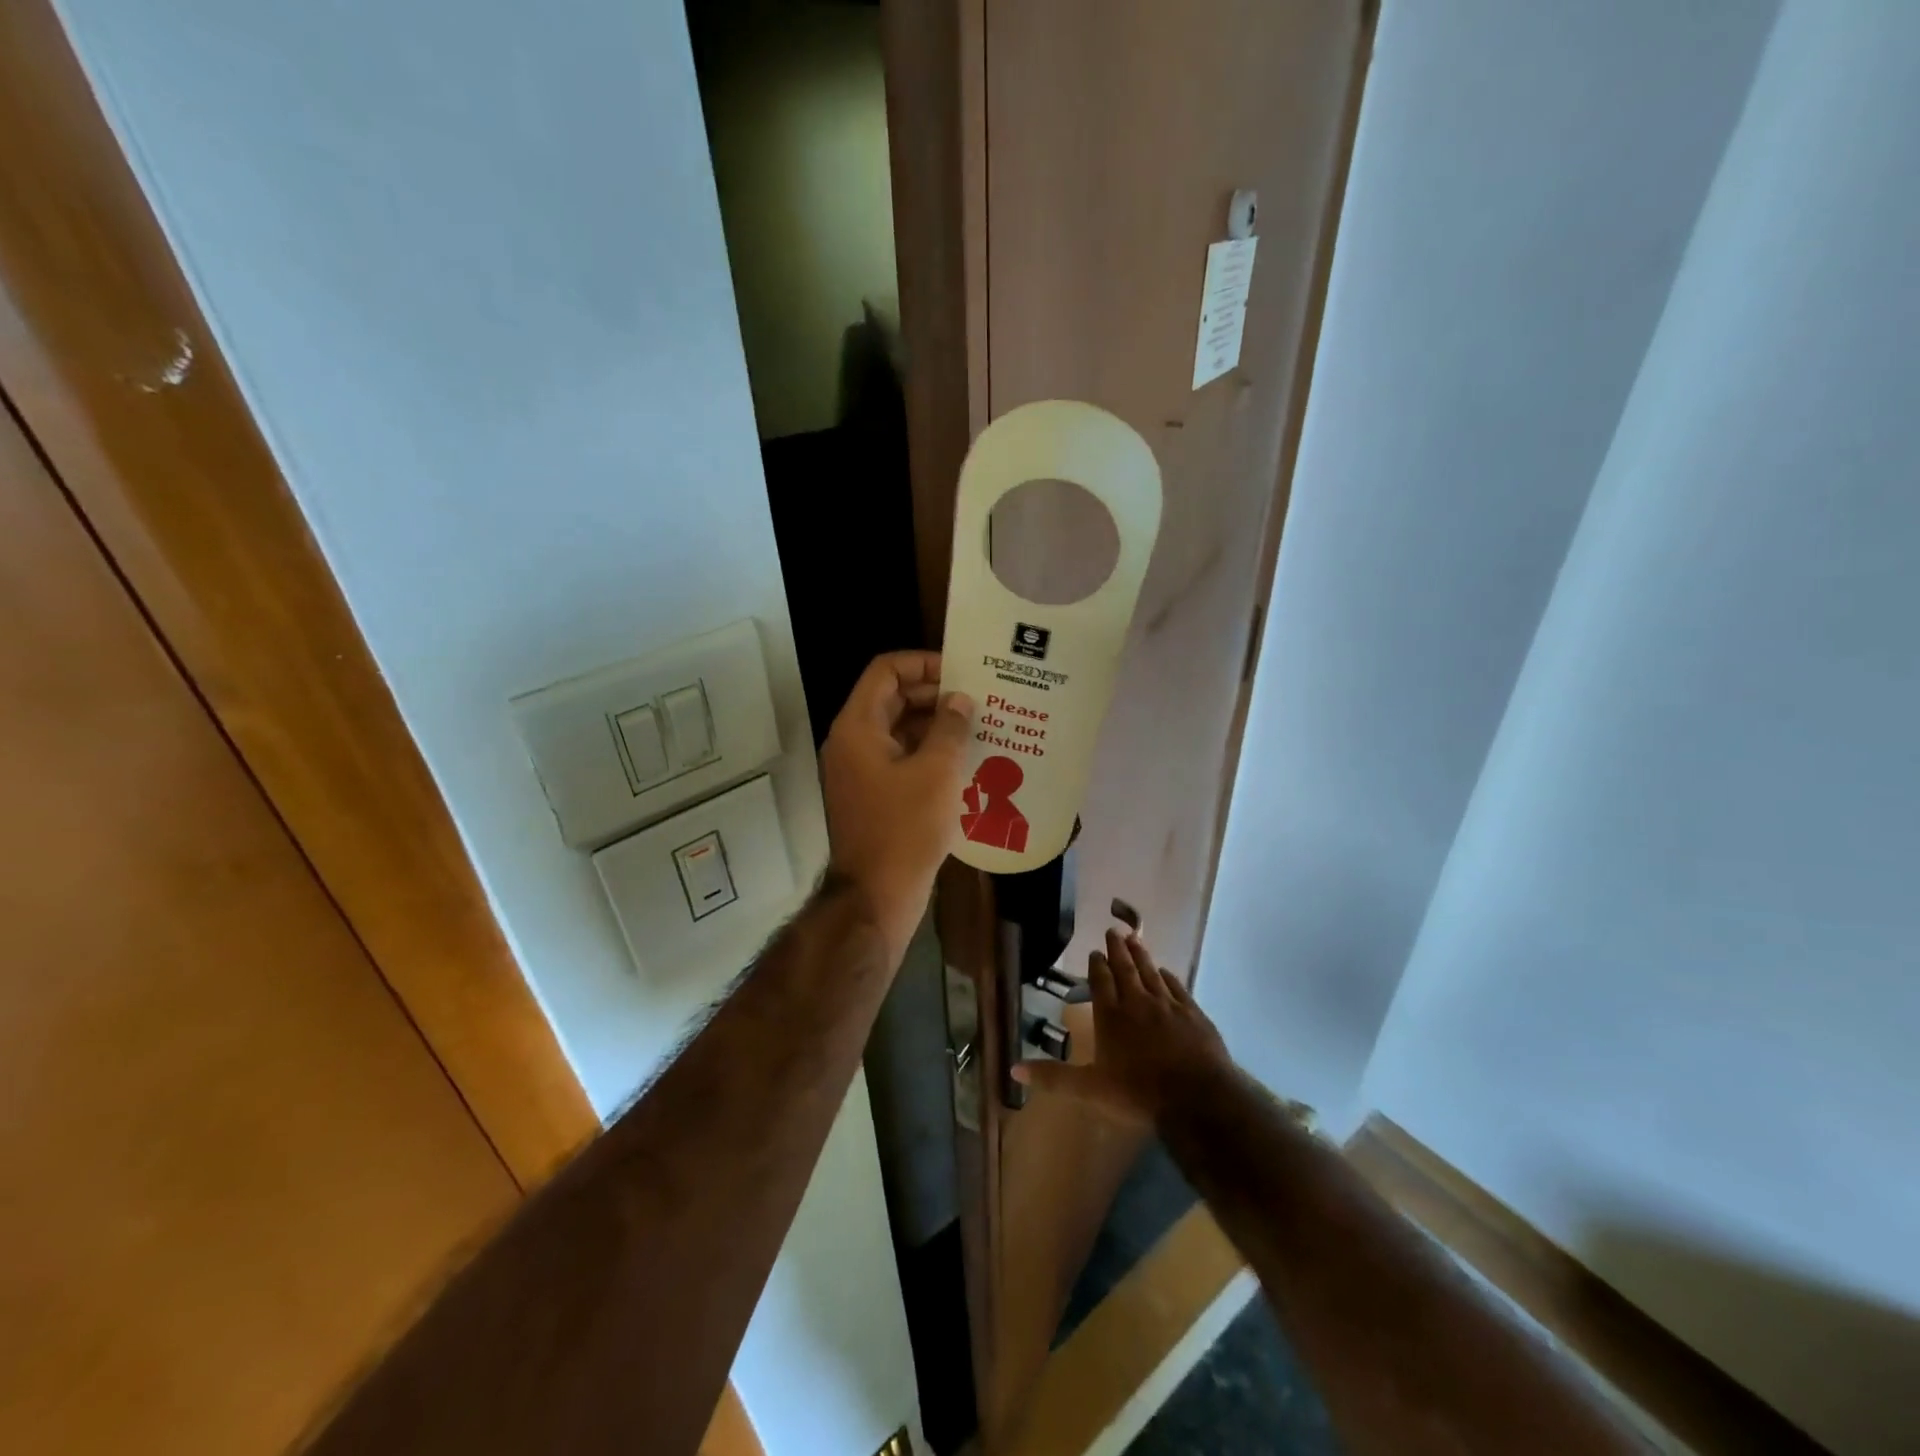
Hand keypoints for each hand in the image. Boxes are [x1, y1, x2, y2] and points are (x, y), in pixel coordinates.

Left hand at [820, 651, 972, 964]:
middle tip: (977, 699)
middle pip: (892, 699)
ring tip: (978, 727)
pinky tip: (964, 762)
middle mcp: (852, 742)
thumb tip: (959, 700)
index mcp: (858, 727)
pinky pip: (900, 760)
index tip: (961, 672)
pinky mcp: (872, 796)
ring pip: (898, 731)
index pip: (885, 671)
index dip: (922, 663)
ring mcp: (860, 771)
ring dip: (935, 726)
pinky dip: (928, 754)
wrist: (876, 895)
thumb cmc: (905, 828)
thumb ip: (950, 727)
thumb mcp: (937, 772)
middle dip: (934, 695)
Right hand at [1014, 926, 1232, 1126]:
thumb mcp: (1090, 1090)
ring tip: (1134, 939)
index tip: (1094, 950)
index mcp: (1111, 1017)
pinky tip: (1165, 970)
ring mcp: (1168, 1006)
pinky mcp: (1193, 1014)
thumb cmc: (1139, 1095)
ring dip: (1141, 955)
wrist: (1197, 1099)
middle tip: (1113, 930)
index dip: (1096, 965)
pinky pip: (1177, 987)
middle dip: (1118, 950)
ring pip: (1151, 972)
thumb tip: (1014, 1068)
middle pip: (1126, 969)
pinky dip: (1168, 976)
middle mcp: (1138, 1003)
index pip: (1101, 982)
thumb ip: (1054, 1078)